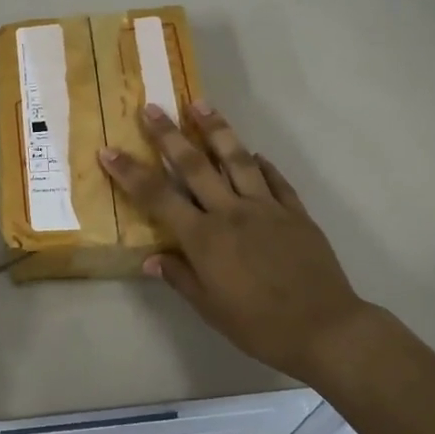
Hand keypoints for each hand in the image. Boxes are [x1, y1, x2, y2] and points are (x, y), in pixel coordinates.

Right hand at [99, 102, 380, 380]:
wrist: (325, 328)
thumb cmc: (260, 326)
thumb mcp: (211, 309)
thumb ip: (180, 278)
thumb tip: (151, 260)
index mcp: (204, 237)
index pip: (158, 197)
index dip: (130, 172)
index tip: (109, 150)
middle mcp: (231, 212)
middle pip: (194, 165)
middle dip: (169, 134)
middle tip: (152, 107)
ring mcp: (266, 207)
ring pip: (236, 159)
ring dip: (216, 130)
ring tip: (200, 104)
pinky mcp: (294, 211)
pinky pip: (275, 179)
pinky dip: (261, 163)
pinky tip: (254, 152)